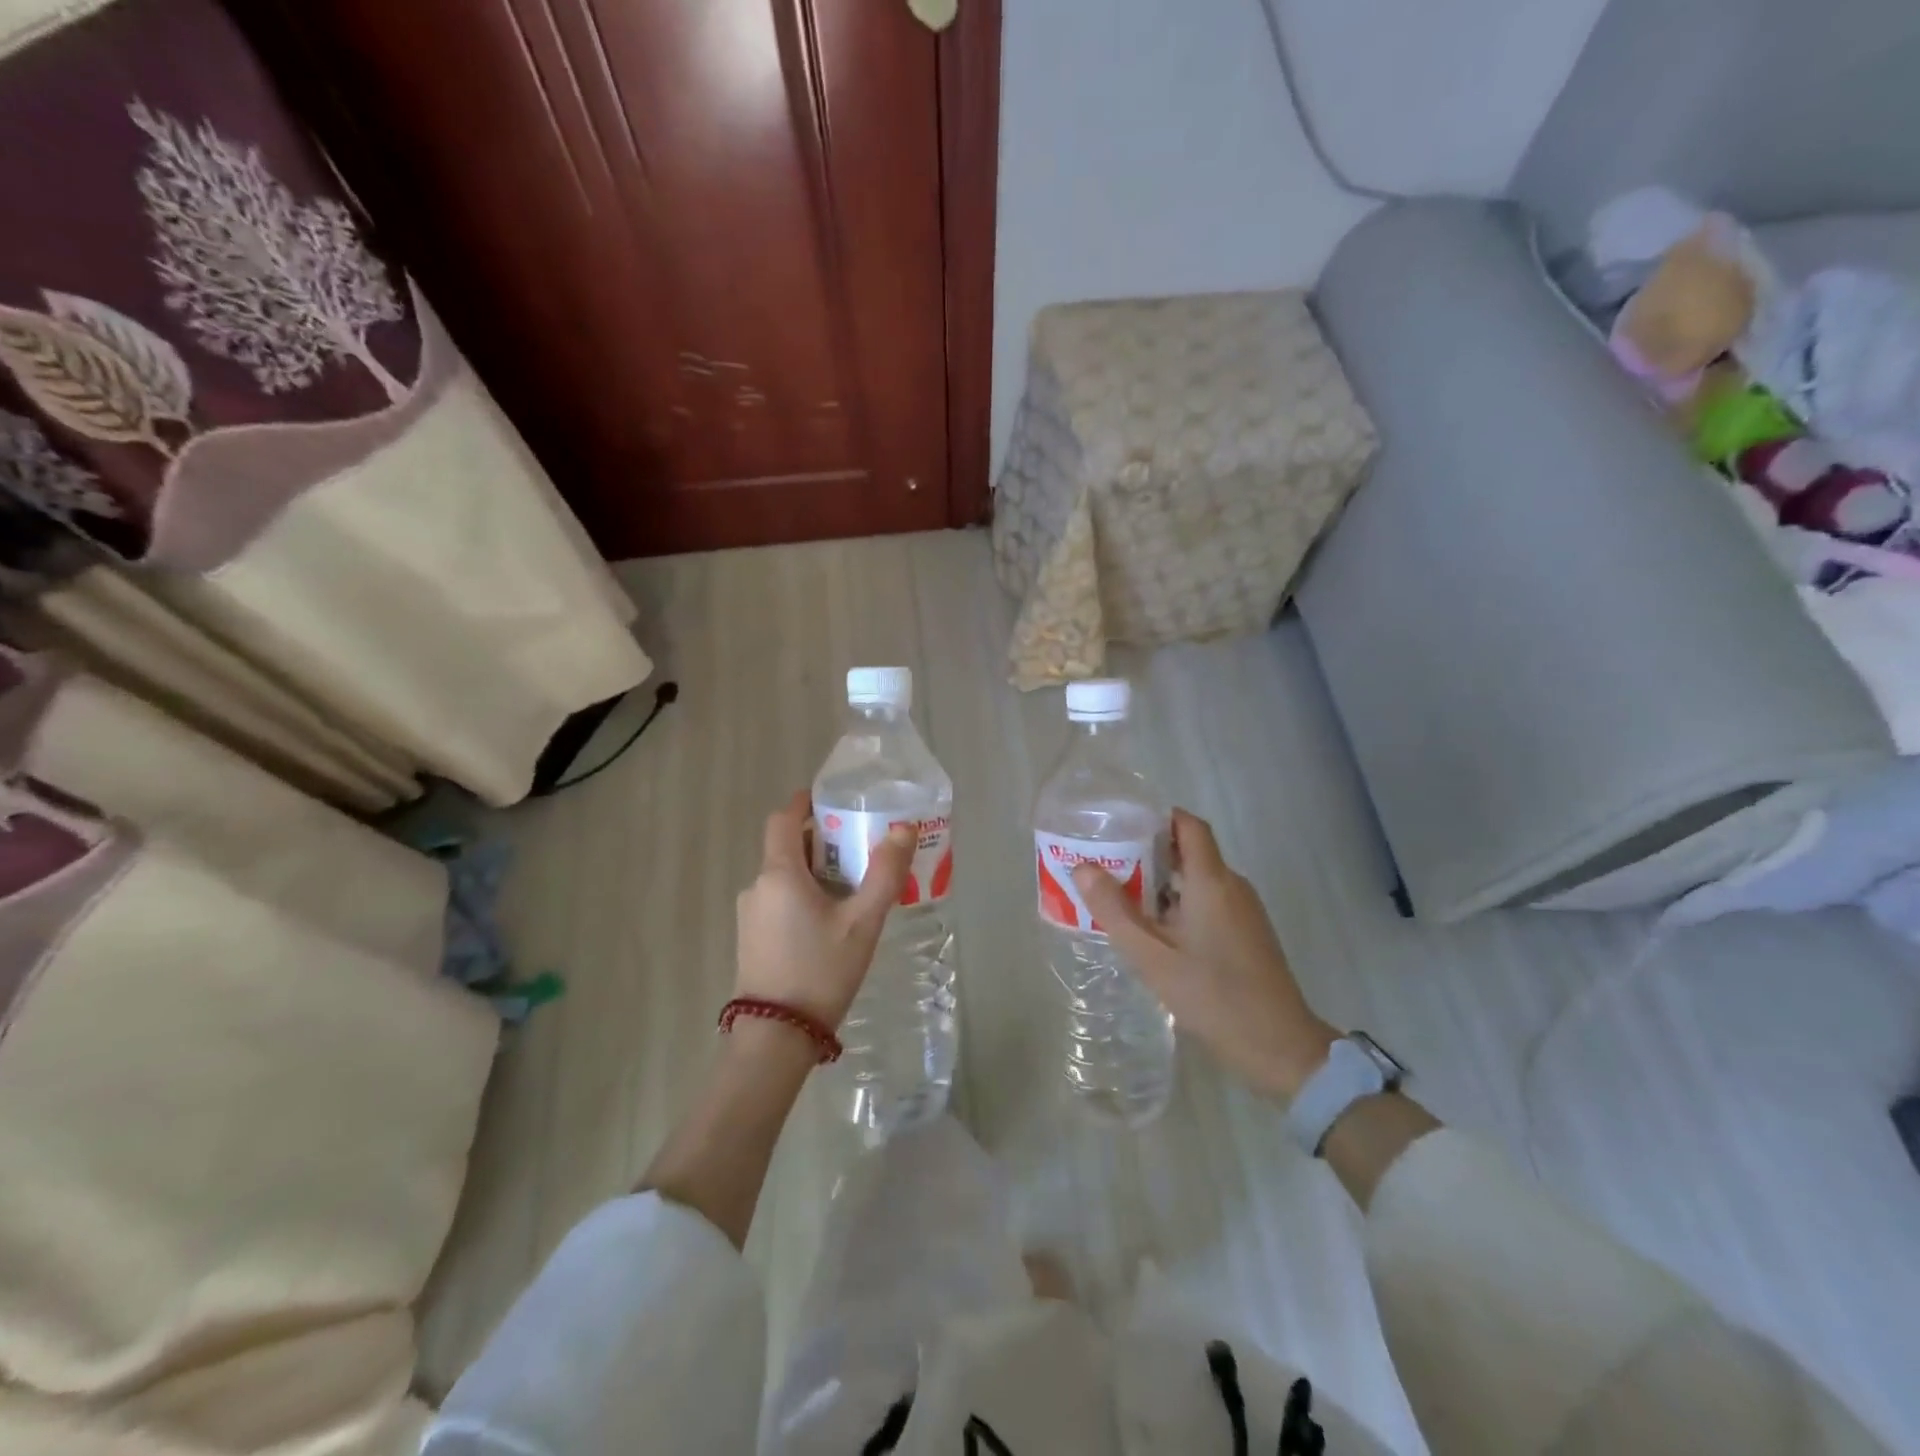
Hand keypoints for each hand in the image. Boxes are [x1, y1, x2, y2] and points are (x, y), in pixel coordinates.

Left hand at [735, 790, 914, 1028]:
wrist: (775, 1038)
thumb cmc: (820, 971)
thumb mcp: (862, 922)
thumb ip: (885, 873)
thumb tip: (902, 828)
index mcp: (779, 874)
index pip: (783, 818)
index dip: (805, 803)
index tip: (833, 799)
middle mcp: (757, 887)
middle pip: (787, 847)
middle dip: (822, 841)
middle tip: (860, 847)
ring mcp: (750, 915)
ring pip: (784, 877)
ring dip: (815, 872)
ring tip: (854, 887)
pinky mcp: (751, 939)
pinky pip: (779, 901)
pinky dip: (804, 896)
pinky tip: (831, 921)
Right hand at [1072, 809, 1337, 1102]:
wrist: (1280, 1047)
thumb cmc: (1213, 996)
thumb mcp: (1152, 956)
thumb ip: (1114, 910)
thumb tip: (1083, 868)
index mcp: (1211, 880)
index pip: (1188, 824)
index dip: (1157, 818)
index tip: (1121, 827)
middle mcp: (1232, 885)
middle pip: (1190, 851)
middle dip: (1148, 853)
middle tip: (1107, 866)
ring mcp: (1245, 910)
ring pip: (1198, 880)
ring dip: (1161, 883)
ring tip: (1122, 899)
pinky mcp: (1249, 933)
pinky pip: (1210, 902)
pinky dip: (1180, 904)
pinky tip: (1156, 932)